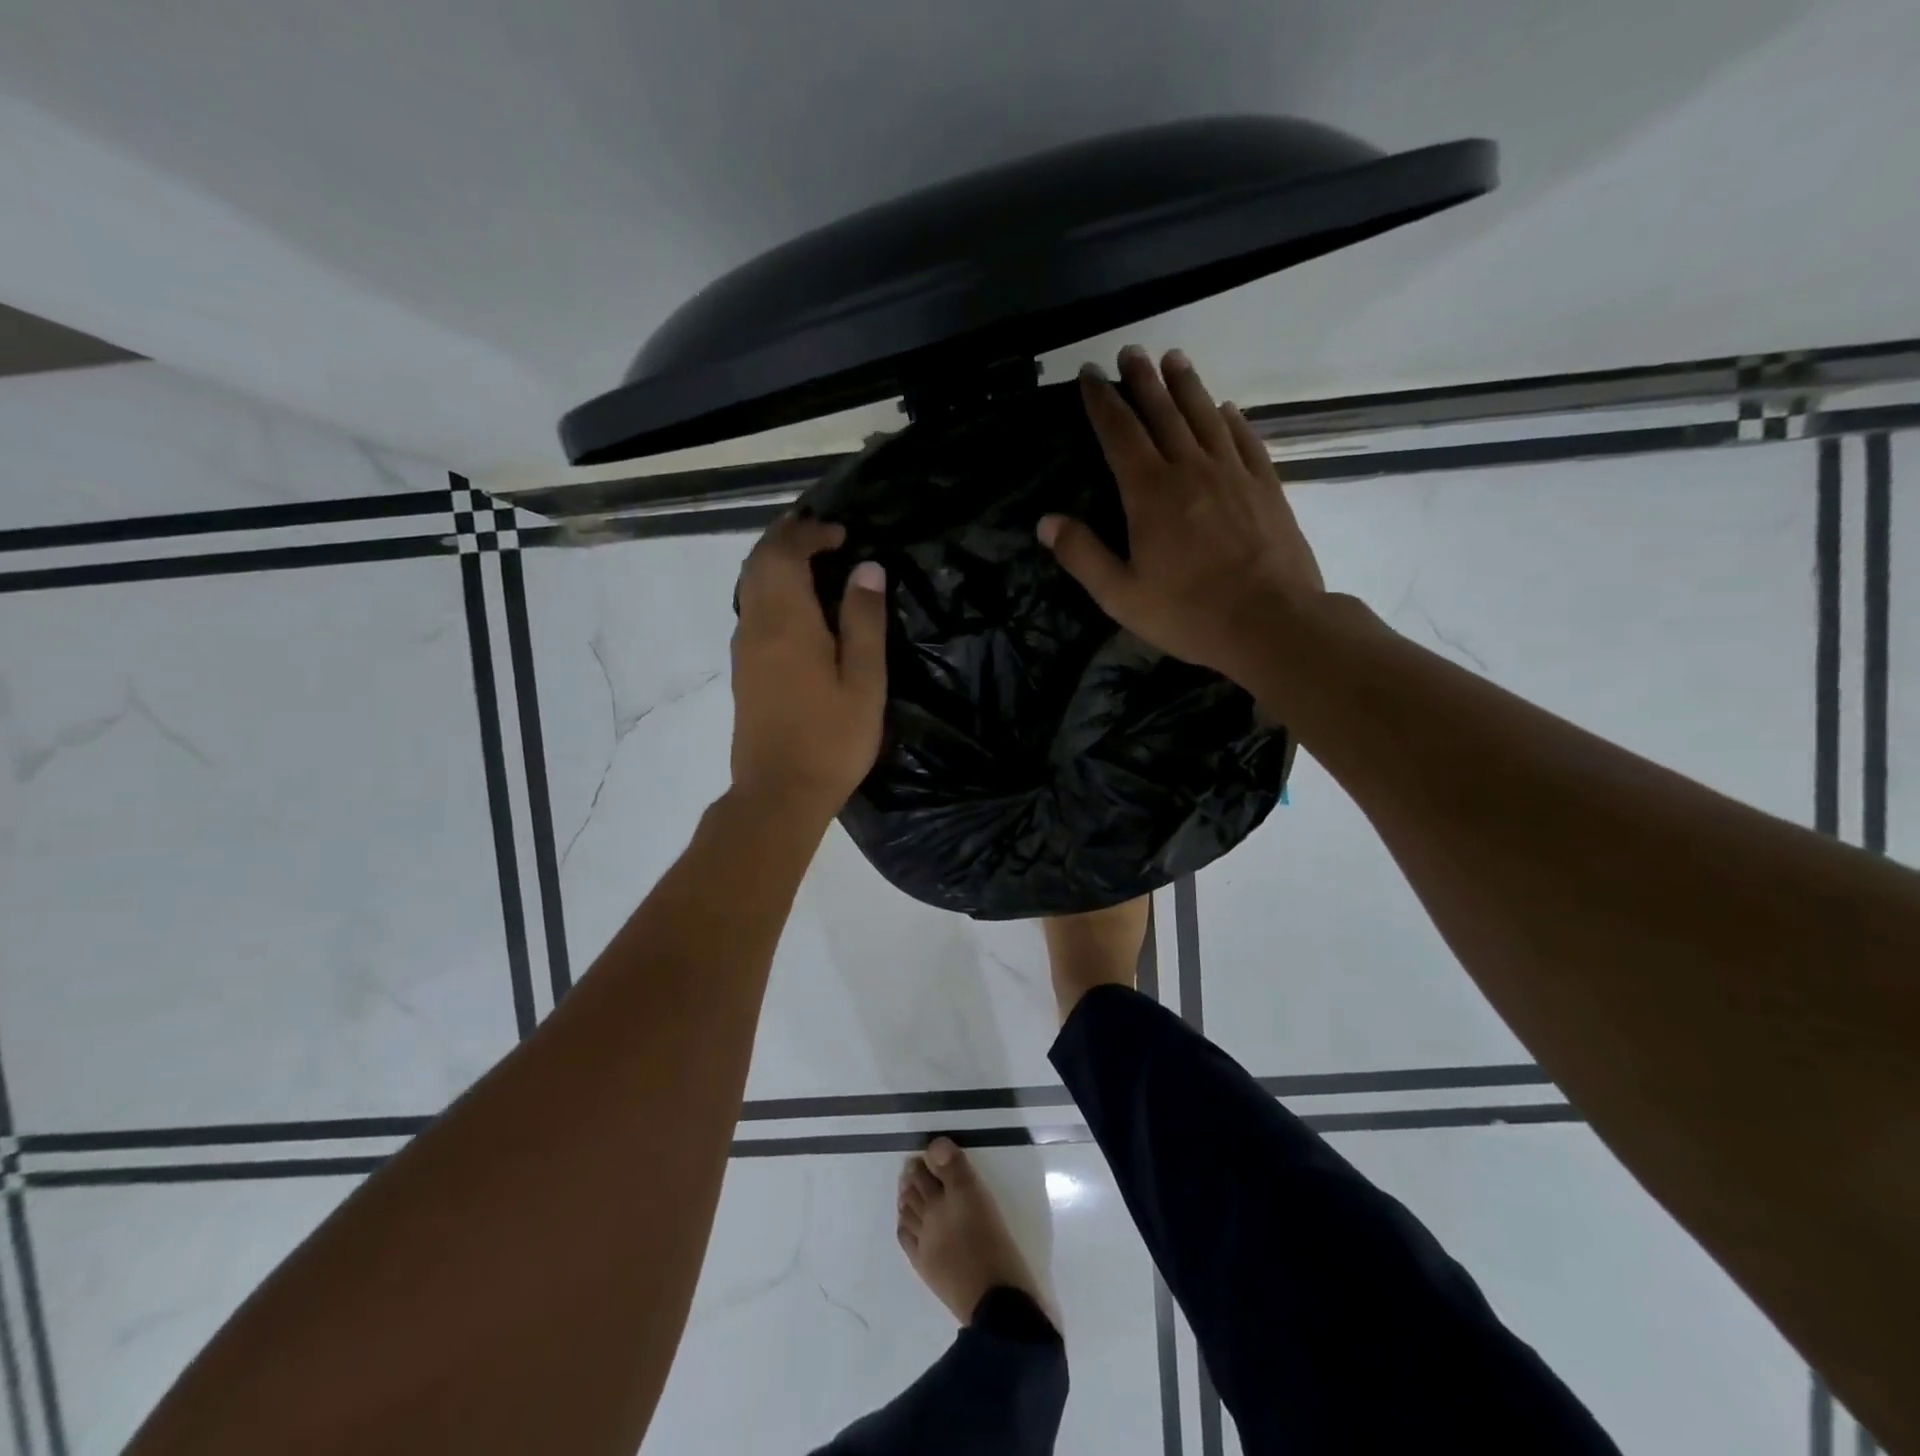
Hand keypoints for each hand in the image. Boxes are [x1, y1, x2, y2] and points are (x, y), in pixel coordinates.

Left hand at [729, 514, 887, 818]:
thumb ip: (863, 621)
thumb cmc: (830, 739)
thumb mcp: (864, 681)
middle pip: (758, 563)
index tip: (841, 533)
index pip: (784, 554)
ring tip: (812, 558)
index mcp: (785, 622)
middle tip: (820, 530)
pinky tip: (799, 605)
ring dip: (776, 562)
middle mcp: (755, 627)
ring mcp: (744, 650)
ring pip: (750, 586)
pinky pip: (752, 610)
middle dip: (785, 537)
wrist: (779, 794)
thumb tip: (866, 568)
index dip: (809, 533)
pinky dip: (772, 589)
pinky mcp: (744, 671)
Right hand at [1039, 346, 1324, 682]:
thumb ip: (1082, 555)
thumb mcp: (1121, 595)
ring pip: (1205, 416)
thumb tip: (1046, 521)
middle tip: (1131, 352)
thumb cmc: (1188, 613)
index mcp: (1150, 493)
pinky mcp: (1266, 487)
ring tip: (1173, 359)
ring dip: (1186, 385)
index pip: (1119, 433)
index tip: (1090, 375)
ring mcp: (1233, 474)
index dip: (1102, 401)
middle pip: (1163, 413)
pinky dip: (1230, 420)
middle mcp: (1191, 469)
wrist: (1271, 622)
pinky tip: (1225, 410)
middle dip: (1143, 380)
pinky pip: (1245, 441)